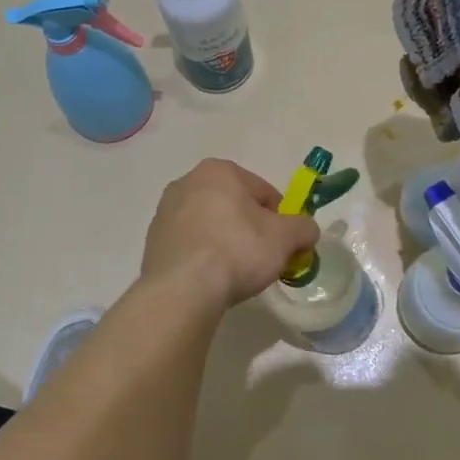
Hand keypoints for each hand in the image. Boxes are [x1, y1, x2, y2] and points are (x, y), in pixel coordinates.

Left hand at [140, 159, 321, 309]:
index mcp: (218, 171)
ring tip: (235, 273)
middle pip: (234, 206)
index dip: (280, 219)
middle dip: (250, 229)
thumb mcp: (286, 238)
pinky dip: (203, 257)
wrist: (183, 289)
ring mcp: (165, 212)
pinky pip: (190, 245)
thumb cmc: (238, 250)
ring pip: (211, 225)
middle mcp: (186, 182)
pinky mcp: (153, 242)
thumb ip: (304, 228)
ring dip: (226, 242)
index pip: (263, 191)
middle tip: (261, 259)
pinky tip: (211, 279)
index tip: (283, 244)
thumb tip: (306, 231)